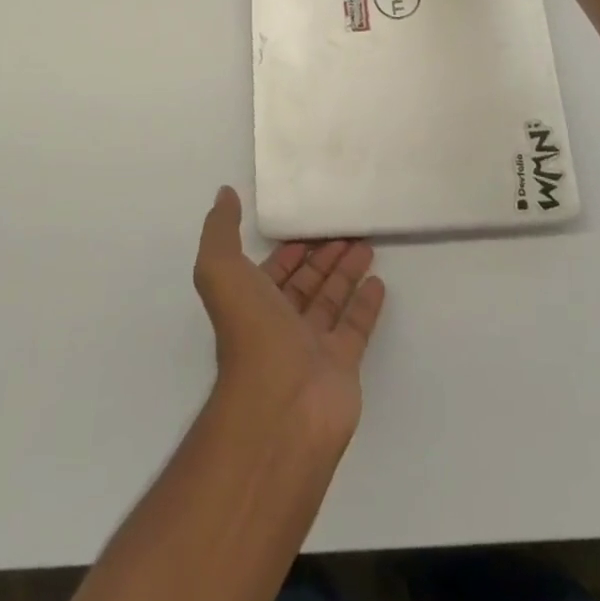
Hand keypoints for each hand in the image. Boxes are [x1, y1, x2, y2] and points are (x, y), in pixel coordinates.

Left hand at [193, 187, 385, 455]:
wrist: (280, 406)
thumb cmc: (250, 333)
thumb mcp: (221, 271)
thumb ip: (221, 230)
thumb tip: (224, 194)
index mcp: (252, 303)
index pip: (272, 271)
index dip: (287, 251)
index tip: (306, 228)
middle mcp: (280, 323)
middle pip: (305, 283)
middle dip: (321, 257)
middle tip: (345, 230)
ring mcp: (312, 346)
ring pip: (331, 300)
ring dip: (346, 273)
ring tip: (366, 244)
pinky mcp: (342, 363)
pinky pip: (356, 326)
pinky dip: (366, 304)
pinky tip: (378, 281)